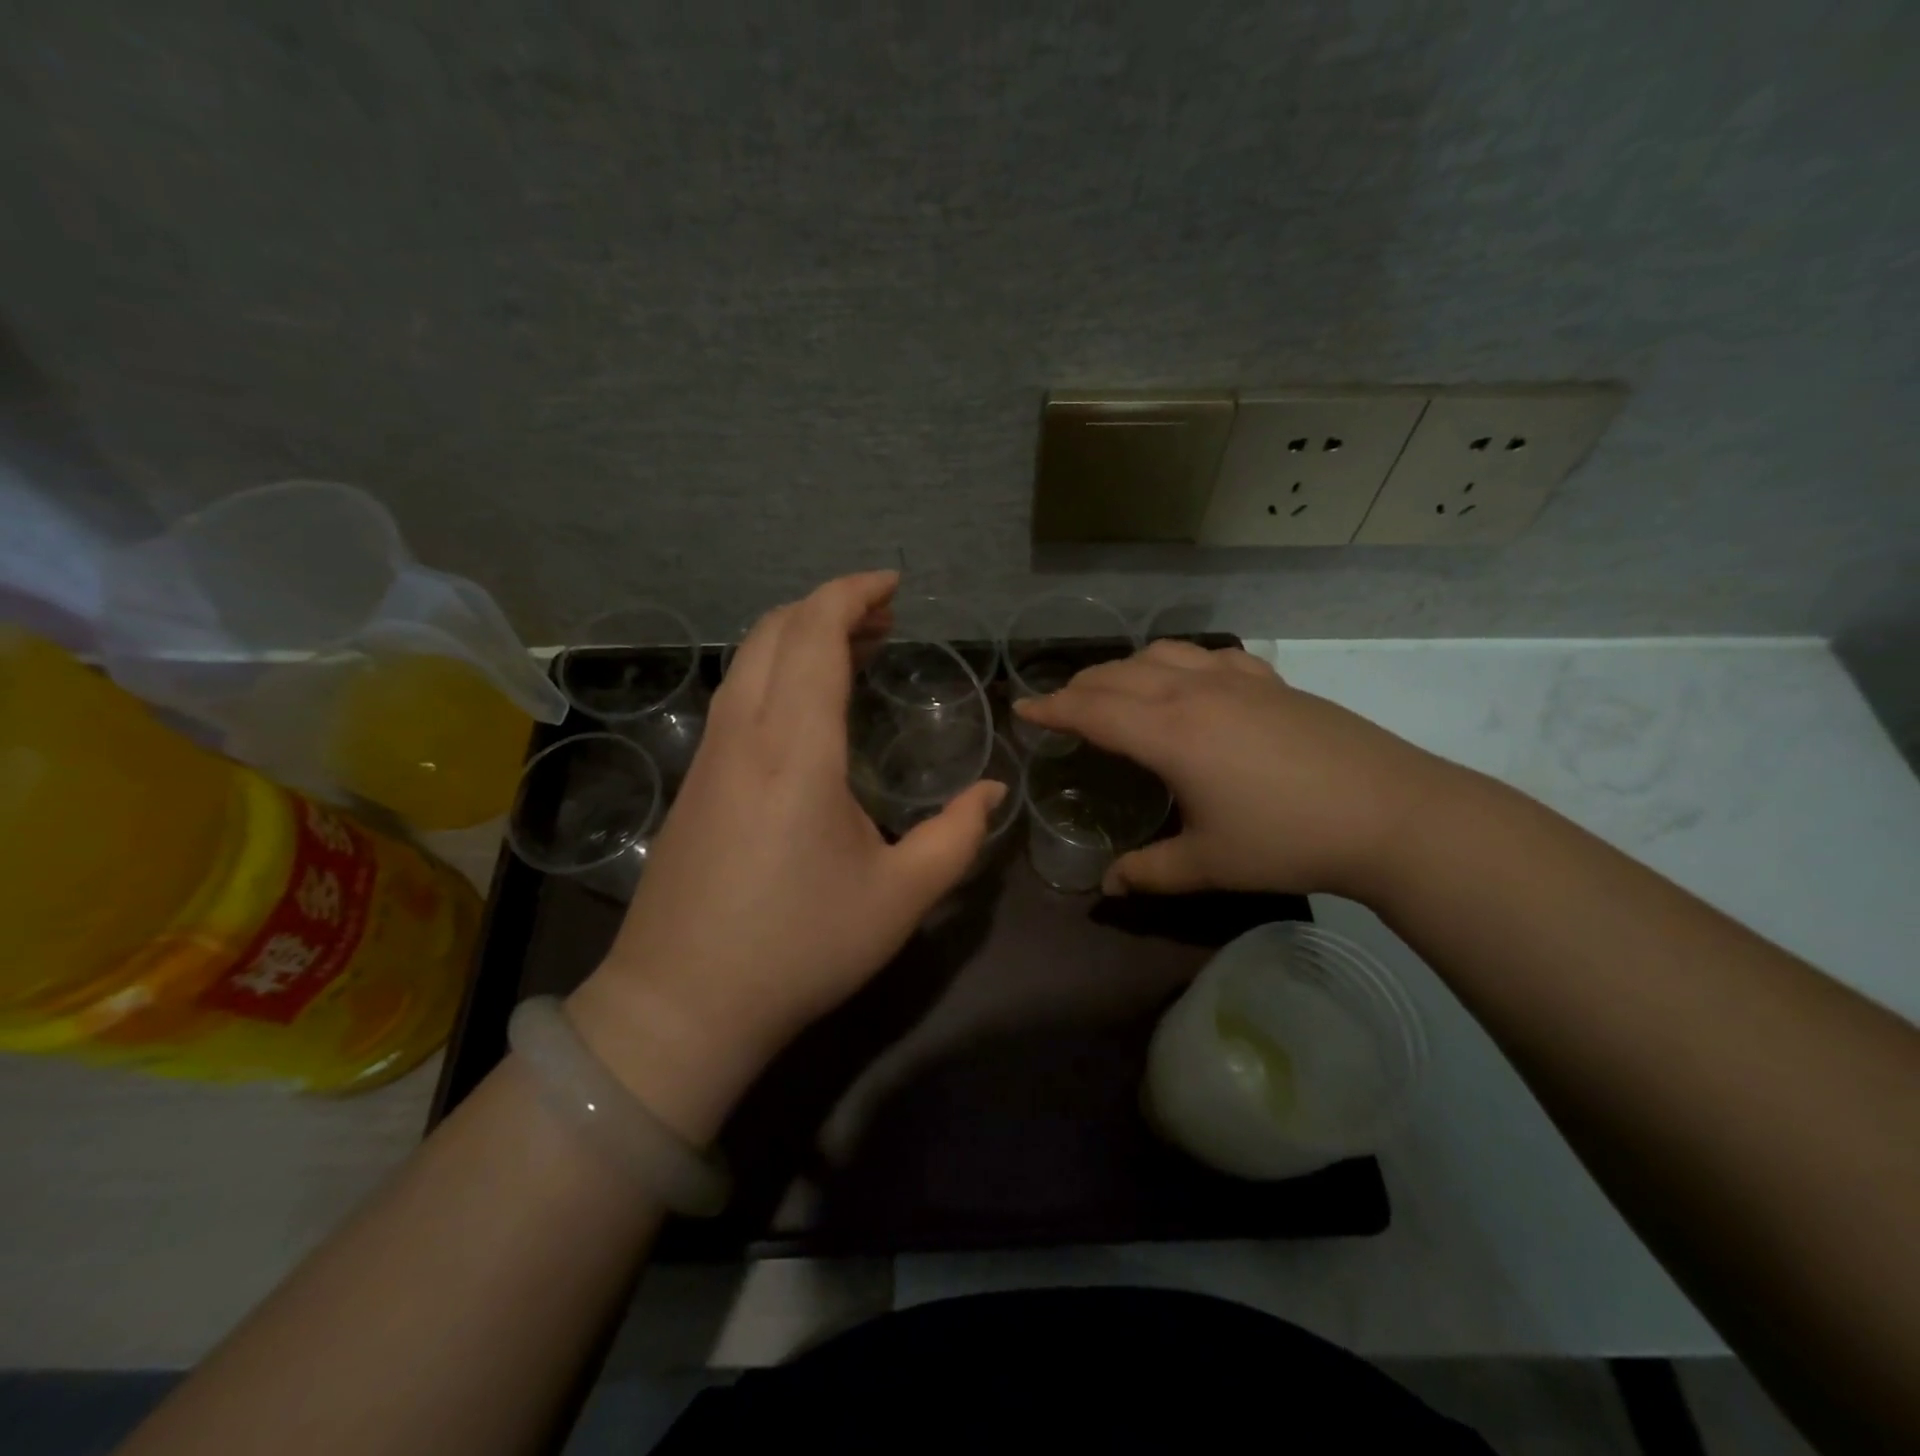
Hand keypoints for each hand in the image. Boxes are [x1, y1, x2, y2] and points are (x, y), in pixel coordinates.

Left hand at [568, 572, 1003, 1141]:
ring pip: (749, 660)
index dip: (852, 594)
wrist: (680, 1005)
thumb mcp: (900, 898)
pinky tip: (808, 707)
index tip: (893, 587)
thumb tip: (991, 792)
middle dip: (830, 606)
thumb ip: (957, 836)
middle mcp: (744, 734)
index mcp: (795, 749)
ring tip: (854, 651)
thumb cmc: (799, 949)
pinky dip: (777, 671)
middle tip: (885, 619)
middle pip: (775, 630)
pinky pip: (737, 695)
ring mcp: (709, 756)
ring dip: (800, 636)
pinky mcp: (694, 782)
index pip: (814, 634)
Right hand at [1013, 640, 1454, 900]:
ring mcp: (1236, 680)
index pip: (1091, 710)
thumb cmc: (1289, 840)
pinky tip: (1189, 680)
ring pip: (1162, 654)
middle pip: (1118, 675)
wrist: (1392, 814)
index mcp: (1169, 732)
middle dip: (1079, 688)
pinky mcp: (1272, 682)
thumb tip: (1107, 886)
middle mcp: (1194, 692)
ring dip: (1125, 668)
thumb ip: (1149, 872)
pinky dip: (1180, 662)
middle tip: (1059, 708)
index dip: (1051, 708)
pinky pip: (1210, 656)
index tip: (1021, 709)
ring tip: (1114, 691)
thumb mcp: (1209, 865)